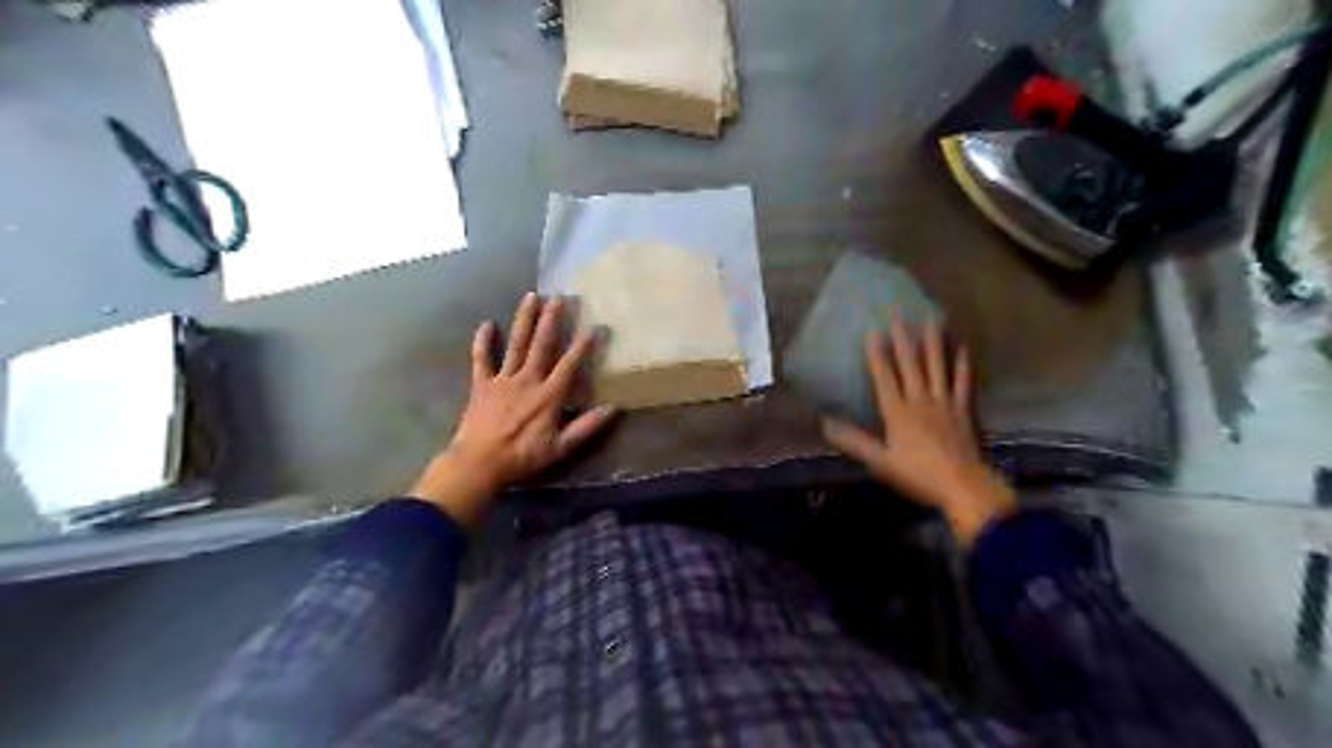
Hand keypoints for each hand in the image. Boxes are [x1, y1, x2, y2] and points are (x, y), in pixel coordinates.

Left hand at [412, 292, 618, 532]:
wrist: (478, 464)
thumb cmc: (522, 457)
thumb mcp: (560, 448)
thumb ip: (587, 427)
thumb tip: (615, 408)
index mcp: (548, 395)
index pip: (570, 364)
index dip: (583, 345)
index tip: (596, 326)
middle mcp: (527, 380)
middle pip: (542, 344)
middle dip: (552, 319)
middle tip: (559, 297)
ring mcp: (502, 379)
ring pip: (516, 344)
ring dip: (524, 319)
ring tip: (532, 296)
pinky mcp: (481, 384)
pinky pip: (481, 358)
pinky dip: (483, 341)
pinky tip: (487, 324)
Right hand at [819, 321, 1015, 543]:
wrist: (962, 485)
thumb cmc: (917, 474)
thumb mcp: (880, 461)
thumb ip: (854, 441)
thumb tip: (825, 424)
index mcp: (897, 412)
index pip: (884, 377)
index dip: (877, 354)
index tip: (872, 331)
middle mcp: (920, 399)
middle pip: (911, 365)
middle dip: (904, 339)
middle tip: (900, 314)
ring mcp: (944, 401)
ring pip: (937, 365)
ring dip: (934, 342)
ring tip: (932, 319)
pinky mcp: (964, 408)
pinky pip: (963, 380)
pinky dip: (962, 362)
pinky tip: (962, 346)